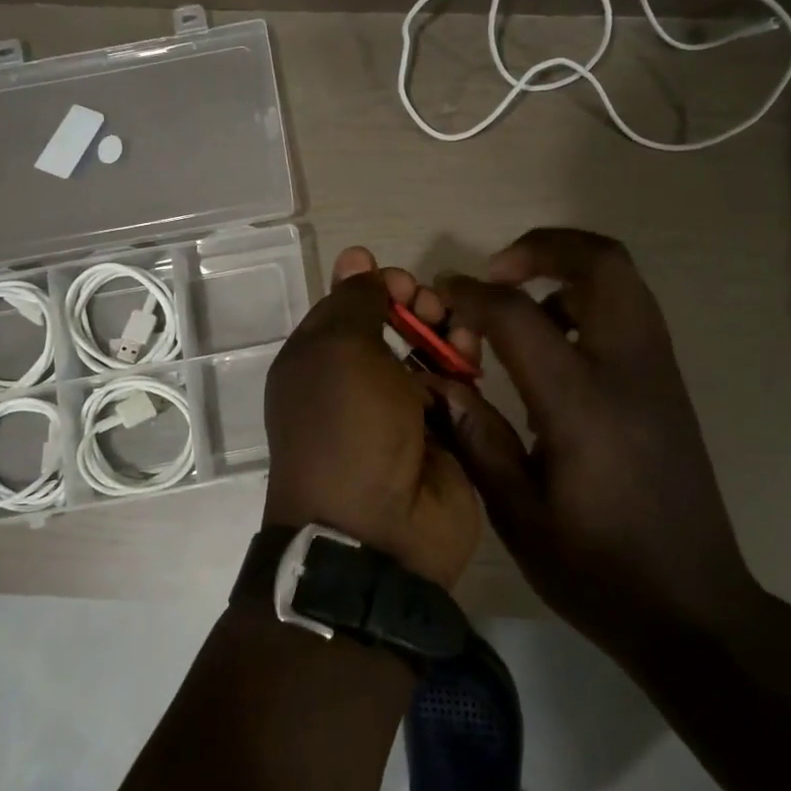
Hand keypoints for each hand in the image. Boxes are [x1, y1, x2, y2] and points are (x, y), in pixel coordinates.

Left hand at [263, 247, 482, 589]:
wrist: (378, 532)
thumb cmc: (347, 428)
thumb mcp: (339, 351)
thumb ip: (354, 300)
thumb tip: (357, 259)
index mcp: (320, 361)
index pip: (350, 305)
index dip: (376, 286)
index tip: (401, 282)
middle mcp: (358, 383)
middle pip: (396, 324)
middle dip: (419, 307)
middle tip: (435, 308)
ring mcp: (403, 412)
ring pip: (432, 353)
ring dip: (449, 336)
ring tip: (462, 338)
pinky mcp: (443, 436)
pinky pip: (458, 391)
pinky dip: (464, 377)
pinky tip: (470, 372)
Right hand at [434, 229, 761, 648]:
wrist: (692, 607)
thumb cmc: (596, 569)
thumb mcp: (517, 514)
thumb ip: (476, 437)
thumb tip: (439, 382)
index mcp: (581, 402)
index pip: (519, 315)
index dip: (473, 295)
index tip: (442, 293)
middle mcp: (628, 369)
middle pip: (602, 262)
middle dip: (544, 247)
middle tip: (497, 272)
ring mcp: (658, 373)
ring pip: (623, 280)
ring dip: (568, 271)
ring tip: (521, 309)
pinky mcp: (669, 387)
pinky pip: (631, 312)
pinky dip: (590, 301)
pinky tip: (556, 348)